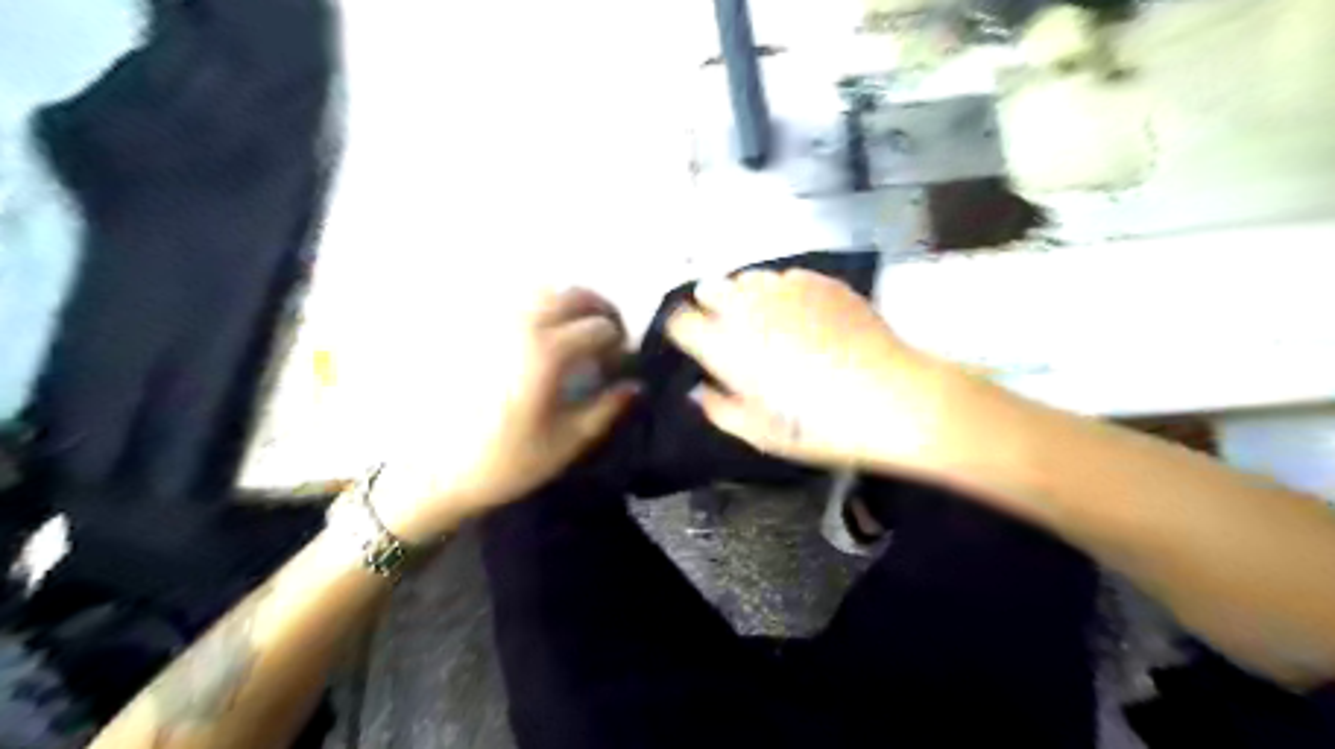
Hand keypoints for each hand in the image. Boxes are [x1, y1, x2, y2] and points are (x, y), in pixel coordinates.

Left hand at [368, 291, 641, 539]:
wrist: (438, 472)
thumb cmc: (507, 461)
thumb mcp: (567, 441)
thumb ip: (607, 409)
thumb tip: (636, 386)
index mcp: (547, 354)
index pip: (600, 329)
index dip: (619, 345)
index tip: (621, 367)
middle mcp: (522, 327)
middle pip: (575, 296)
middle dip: (602, 312)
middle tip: (611, 339)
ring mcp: (495, 324)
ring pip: (545, 291)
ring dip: (572, 305)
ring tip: (580, 333)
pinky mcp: (476, 331)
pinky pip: (517, 301)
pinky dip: (542, 306)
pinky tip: (545, 334)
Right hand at [666, 269, 960, 472]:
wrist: (893, 398)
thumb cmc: (821, 425)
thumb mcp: (761, 434)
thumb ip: (720, 410)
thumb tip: (699, 391)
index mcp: (727, 346)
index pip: (682, 321)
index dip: (684, 330)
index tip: (693, 341)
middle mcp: (750, 308)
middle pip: (709, 288)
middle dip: (710, 305)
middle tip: (727, 329)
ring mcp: (787, 289)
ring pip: (748, 278)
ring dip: (746, 295)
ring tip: (764, 319)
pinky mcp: (820, 282)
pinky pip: (786, 278)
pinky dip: (783, 292)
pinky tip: (801, 313)